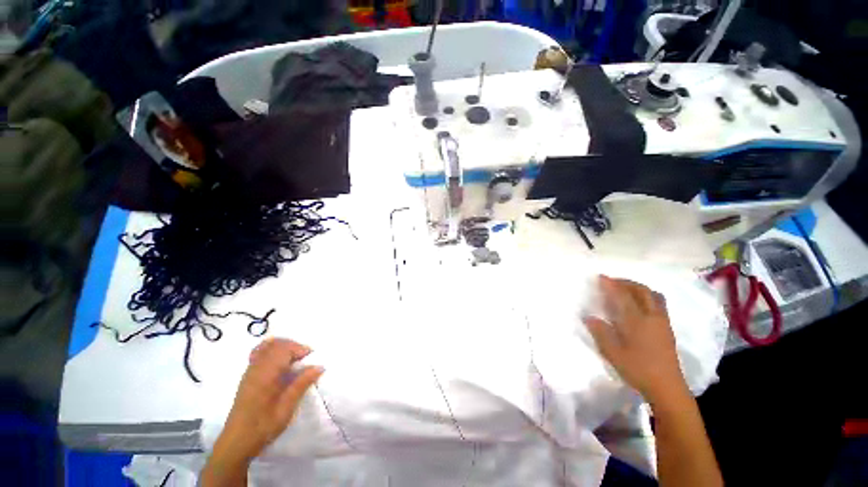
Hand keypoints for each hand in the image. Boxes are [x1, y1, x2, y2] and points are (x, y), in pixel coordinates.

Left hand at [214, 338, 323, 463]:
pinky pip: (260, 354)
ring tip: (294, 360)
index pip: (285, 348)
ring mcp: (250, 371)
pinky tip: (280, 364)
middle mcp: (257, 368)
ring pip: (267, 346)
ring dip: (284, 348)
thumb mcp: (287, 407)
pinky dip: (273, 351)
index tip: (311, 359)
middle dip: (294, 346)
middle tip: (305, 359)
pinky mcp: (248, 376)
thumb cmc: (264, 426)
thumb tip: (320, 366)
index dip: (300, 348)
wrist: (236, 442)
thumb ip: (302, 384)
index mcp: (267, 374)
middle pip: (277, 344)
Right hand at [584, 276, 686, 404]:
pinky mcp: (667, 328)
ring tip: (625, 290)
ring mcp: (662, 322)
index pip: (623, 295)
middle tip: (612, 282)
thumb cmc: (638, 369)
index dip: (611, 284)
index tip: (600, 277)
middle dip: (626, 282)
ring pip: (653, 295)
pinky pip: (658, 303)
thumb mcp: (613, 353)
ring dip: (638, 288)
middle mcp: (651, 317)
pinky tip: (638, 304)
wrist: (667, 387)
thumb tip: (588, 317)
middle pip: (641, 290)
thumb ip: (600, 332)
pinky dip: (646, 296)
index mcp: (637, 321)